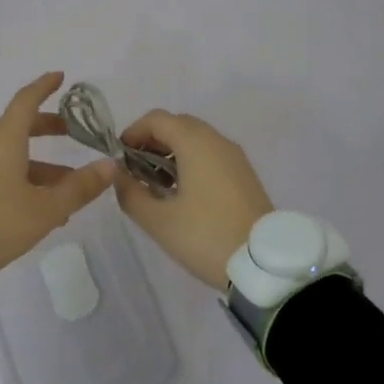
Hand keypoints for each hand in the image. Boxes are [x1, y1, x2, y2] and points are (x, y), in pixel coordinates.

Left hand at [0, 72, 117, 270]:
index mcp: (6, 140)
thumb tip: (110, 165)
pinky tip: (45, 211)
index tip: (60, 77)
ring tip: (71, 188)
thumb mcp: (44, 208)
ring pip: (15, 157)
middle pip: (21, 127)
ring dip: (43, 166)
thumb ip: (78, 188)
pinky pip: (4, 175)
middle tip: (72, 132)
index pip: (26, 100)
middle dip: (48, 127)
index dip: (44, 87)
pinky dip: (27, 182)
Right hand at [115, 110, 273, 287]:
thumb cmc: (206, 236)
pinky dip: (191, 161)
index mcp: (195, 142)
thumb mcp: (159, 221)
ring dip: (171, 152)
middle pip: (177, 125)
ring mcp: (234, 156)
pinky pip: (211, 154)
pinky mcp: (244, 173)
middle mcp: (217, 139)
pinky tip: (183, 193)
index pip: (157, 119)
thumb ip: (131, 193)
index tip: (119, 158)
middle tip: (135, 170)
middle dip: (152, 141)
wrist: (265, 264)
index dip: (133, 132)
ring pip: (195, 139)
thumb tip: (119, 175)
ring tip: (156, 185)